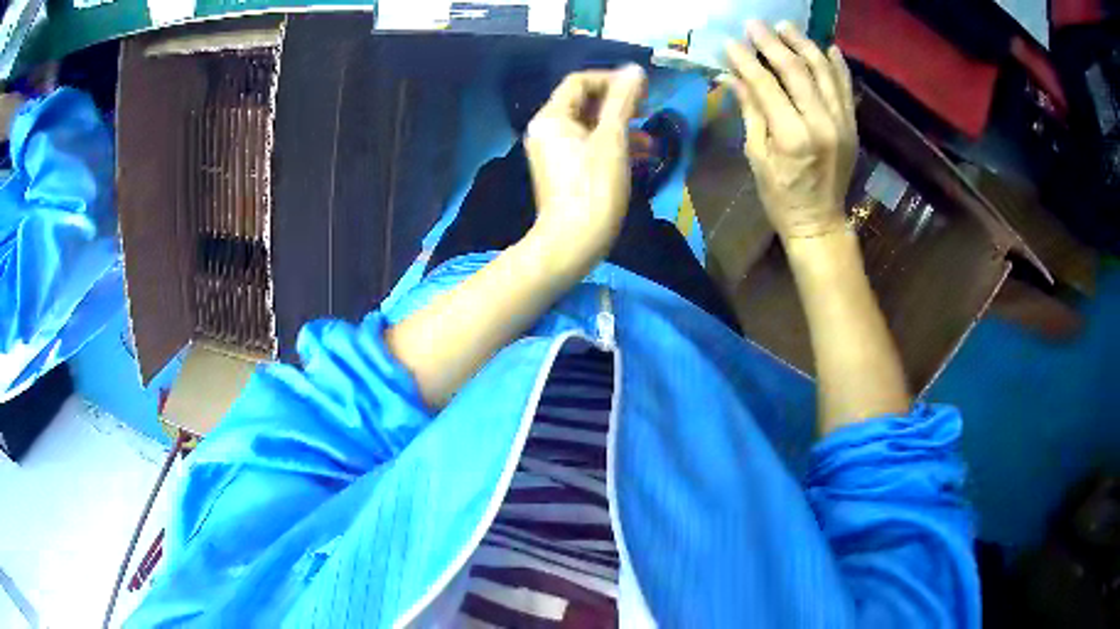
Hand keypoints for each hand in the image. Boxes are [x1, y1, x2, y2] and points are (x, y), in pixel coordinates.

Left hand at [523, 66, 647, 272]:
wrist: (572, 243)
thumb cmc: (593, 188)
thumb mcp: (613, 140)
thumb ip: (623, 101)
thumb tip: (634, 70)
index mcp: (552, 118)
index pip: (580, 82)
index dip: (611, 80)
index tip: (640, 92)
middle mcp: (547, 130)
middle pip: (585, 103)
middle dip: (619, 105)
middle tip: (648, 110)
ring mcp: (554, 152)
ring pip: (590, 126)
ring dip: (621, 127)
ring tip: (650, 139)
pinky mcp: (564, 171)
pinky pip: (589, 146)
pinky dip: (613, 146)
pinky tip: (640, 156)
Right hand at [724, 21, 856, 241]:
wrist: (820, 221)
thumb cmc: (781, 195)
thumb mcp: (757, 156)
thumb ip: (750, 111)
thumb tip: (732, 76)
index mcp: (792, 136)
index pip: (766, 84)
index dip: (746, 60)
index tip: (731, 42)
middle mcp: (821, 124)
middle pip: (796, 70)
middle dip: (773, 43)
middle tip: (755, 25)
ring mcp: (842, 123)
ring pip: (824, 71)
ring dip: (804, 44)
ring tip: (786, 27)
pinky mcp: (852, 126)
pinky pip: (846, 87)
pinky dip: (837, 65)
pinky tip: (827, 47)